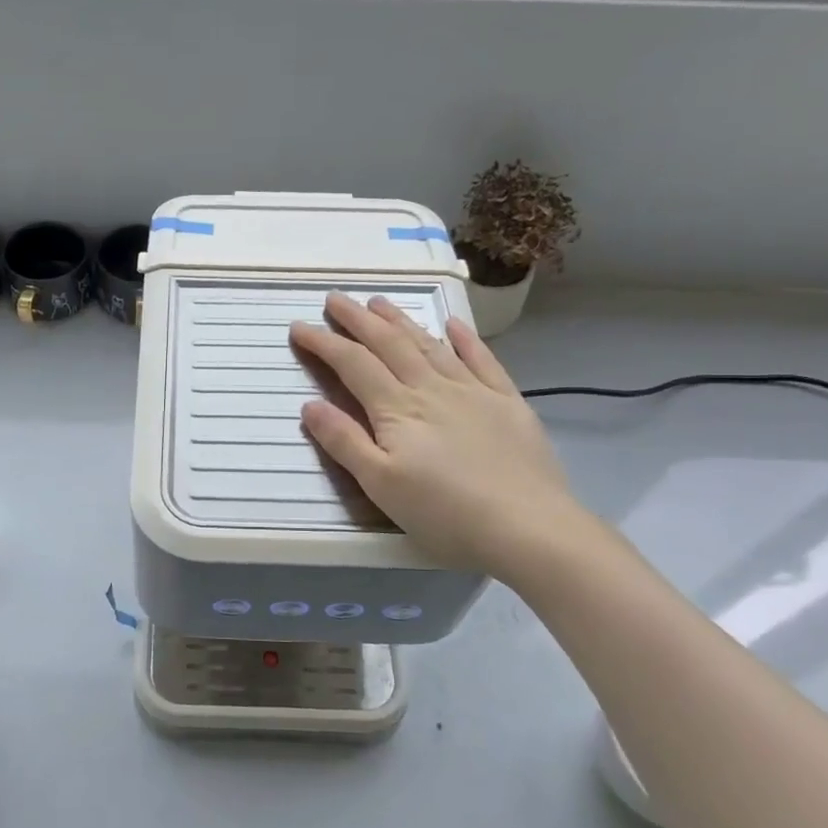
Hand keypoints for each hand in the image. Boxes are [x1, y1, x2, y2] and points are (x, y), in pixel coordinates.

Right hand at [291, 293, 590, 578]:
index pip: (353, 365)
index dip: (324, 343)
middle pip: (389, 344)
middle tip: (335, 299)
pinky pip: (482, 360)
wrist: (529, 527)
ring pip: (430, 345)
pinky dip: (465, 339)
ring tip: (380, 302)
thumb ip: (344, 442)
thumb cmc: (445, 513)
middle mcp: (432, 388)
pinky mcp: (507, 403)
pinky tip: (453, 324)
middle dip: (358, 320)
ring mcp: (473, 391)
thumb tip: (309, 405)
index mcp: (397, 409)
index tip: (299, 327)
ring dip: (401, 321)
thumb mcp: (381, 485)